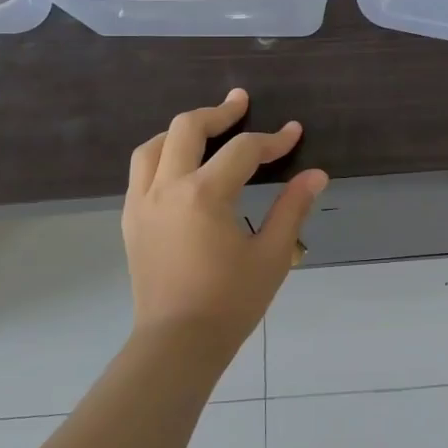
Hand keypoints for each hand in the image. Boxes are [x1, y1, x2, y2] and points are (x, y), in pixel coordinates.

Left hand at [123, 89, 327, 356]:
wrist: (177, 344)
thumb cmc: (230, 302)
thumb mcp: (272, 255)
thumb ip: (292, 208)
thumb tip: (316, 175)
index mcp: (204, 195)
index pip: (243, 150)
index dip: (273, 139)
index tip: (294, 133)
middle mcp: (167, 188)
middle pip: (187, 128)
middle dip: (219, 112)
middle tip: (241, 103)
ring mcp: (142, 202)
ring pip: (153, 145)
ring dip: (182, 130)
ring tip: (207, 131)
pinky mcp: (130, 220)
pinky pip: (140, 171)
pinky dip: (161, 155)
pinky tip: (179, 167)